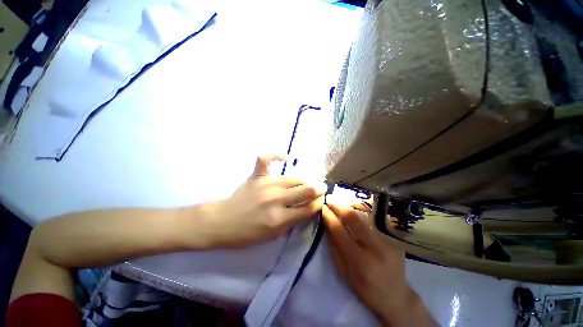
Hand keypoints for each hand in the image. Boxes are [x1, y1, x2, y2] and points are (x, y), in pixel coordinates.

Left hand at [200, 154, 323, 248]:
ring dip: (305, 179)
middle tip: (320, 189)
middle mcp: (275, 199)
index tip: (321, 200)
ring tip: (307, 181)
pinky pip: (266, 158)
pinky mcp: (256, 176)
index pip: (308, 208)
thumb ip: (293, 220)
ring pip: (294, 177)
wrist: (223, 222)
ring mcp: (265, 184)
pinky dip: (276, 155)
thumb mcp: (274, 235)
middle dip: (317, 189)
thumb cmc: (248, 233)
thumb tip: (308, 207)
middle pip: (305, 190)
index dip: (318, 203)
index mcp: (279, 218)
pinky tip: (285, 158)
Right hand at [322, 202, 434, 325]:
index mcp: (360, 261)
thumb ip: (334, 245)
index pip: (340, 230)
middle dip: (338, 205)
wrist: (395, 295)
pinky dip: (361, 208)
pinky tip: (353, 205)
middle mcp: (375, 247)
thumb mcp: (343, 271)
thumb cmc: (364, 287)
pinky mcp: (394, 236)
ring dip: (349, 204)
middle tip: (329, 199)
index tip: (322, 207)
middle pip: (353, 217)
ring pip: (365, 213)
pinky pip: (374, 216)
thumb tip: (327, 222)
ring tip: (339, 200)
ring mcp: (387, 239)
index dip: (329, 216)